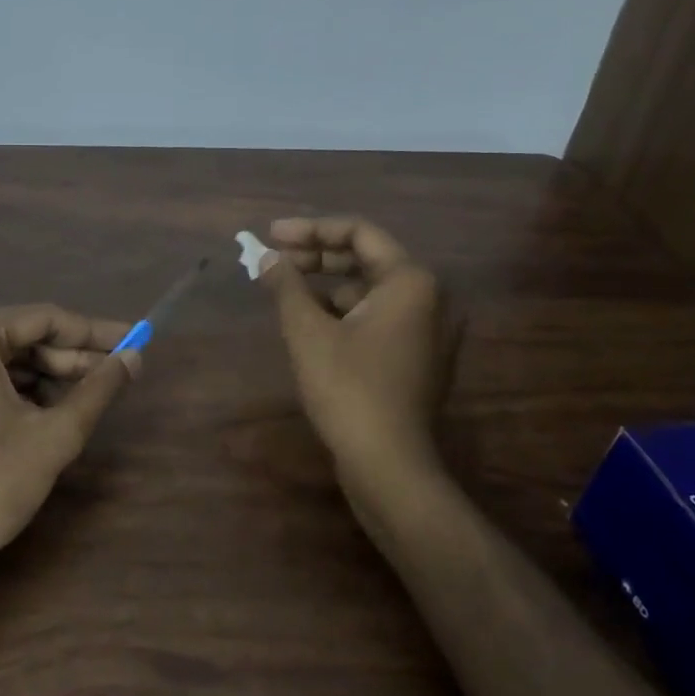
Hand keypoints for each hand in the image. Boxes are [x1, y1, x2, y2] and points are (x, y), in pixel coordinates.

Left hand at [0, 304, 138, 562]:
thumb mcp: (56, 432)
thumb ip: (99, 387)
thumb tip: (135, 357)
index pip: (42, 320)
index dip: (93, 333)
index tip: (133, 339)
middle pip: (17, 338)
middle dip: (67, 358)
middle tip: (113, 372)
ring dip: (42, 375)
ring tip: (86, 395)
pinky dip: (9, 389)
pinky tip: (45, 409)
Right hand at [256, 217, 453, 501]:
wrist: (389, 466)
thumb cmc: (349, 389)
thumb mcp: (308, 332)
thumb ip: (286, 286)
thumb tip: (266, 258)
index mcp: (410, 281)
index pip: (358, 232)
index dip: (311, 229)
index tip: (271, 236)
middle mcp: (428, 298)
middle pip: (365, 259)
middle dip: (316, 257)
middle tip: (272, 260)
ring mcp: (425, 330)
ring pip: (368, 291)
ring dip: (325, 286)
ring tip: (283, 291)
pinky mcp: (415, 357)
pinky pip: (375, 318)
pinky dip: (341, 312)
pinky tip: (308, 323)